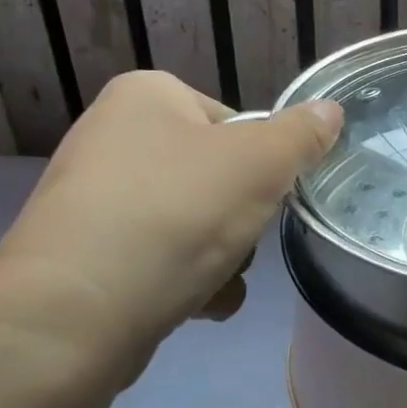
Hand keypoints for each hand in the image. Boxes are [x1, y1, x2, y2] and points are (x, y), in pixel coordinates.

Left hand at [0, 71, 341, 392]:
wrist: (77, 312)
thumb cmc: (177, 213)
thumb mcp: (261, 164)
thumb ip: (302, 135)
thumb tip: (330, 110)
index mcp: (146, 95)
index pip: (234, 122)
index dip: (262, 163)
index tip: (266, 195)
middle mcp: (112, 137)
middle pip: (216, 177)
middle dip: (241, 218)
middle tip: (240, 239)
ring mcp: (94, 199)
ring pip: (193, 224)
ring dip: (221, 256)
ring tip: (212, 280)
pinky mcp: (86, 256)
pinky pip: (160, 259)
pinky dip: (186, 282)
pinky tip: (191, 305)